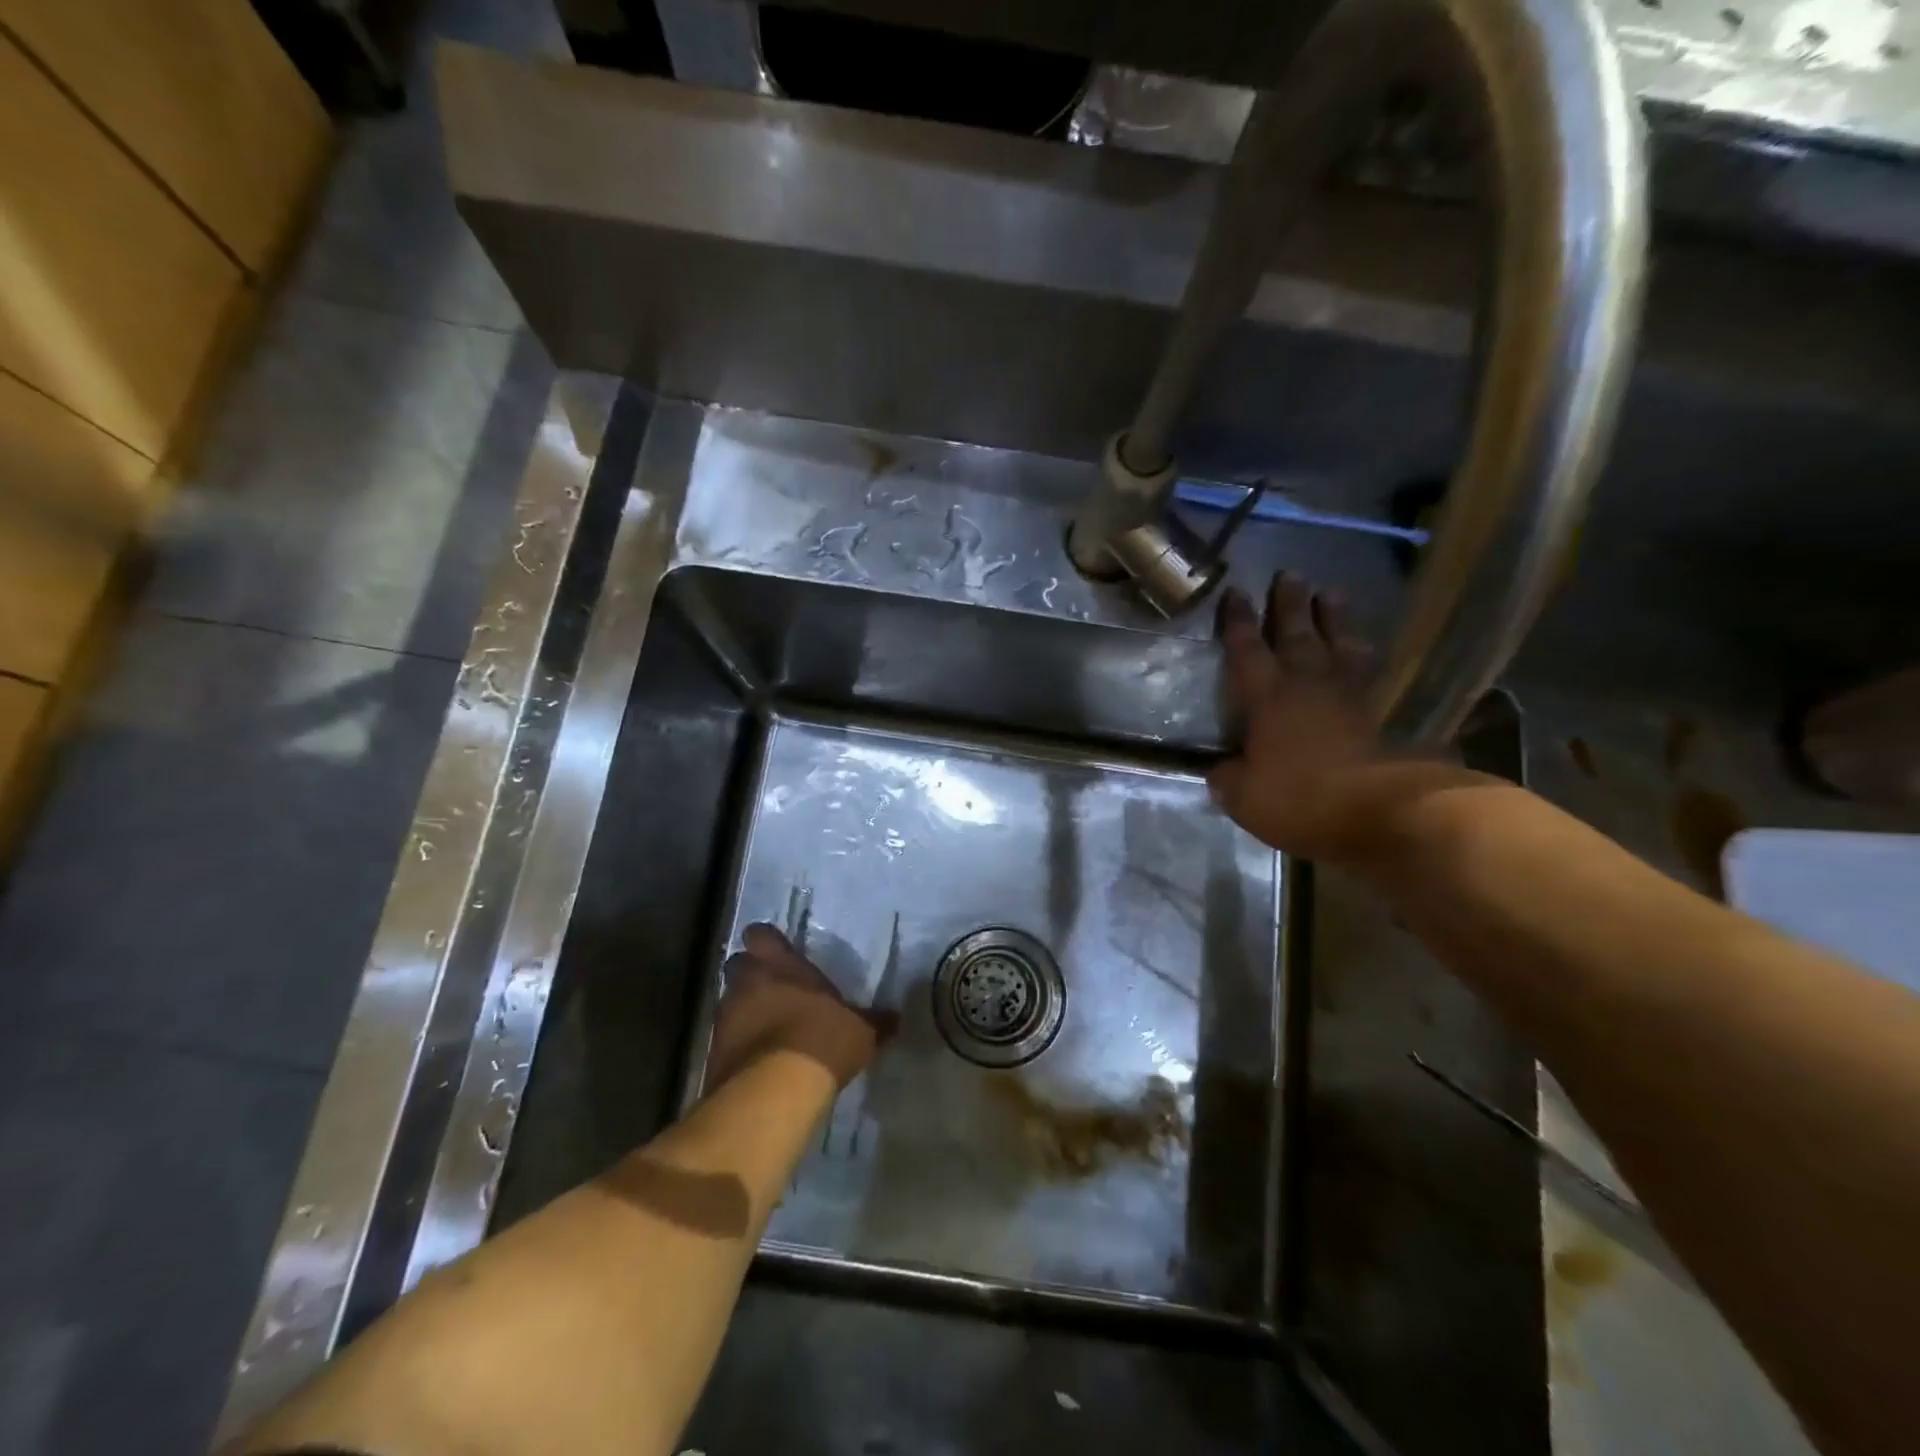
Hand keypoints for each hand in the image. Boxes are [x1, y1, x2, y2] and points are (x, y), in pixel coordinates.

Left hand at [708, 924, 895, 1091]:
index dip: (767, 942)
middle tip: (774, 989)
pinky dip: (739, 1045)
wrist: (774, 1092)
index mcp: (779, 964)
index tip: (779, 952)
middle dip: (751, 974)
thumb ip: (874, 1020)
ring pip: (729, 1002)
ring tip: (768, 1029)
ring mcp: (724, 1016)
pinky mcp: (712, 1052)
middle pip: (737, 964)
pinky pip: (725, 1039)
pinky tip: (760, 1061)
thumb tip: (895, 1017)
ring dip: (744, 1011)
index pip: (760, 934)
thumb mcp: (860, 1031)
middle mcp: (746, 982)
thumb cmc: (822, 1040)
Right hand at [1208, 572, 1469, 861]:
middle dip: (1290, 605)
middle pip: (1297, 635)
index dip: (1239, 622)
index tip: (1236, 592)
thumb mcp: (1244, 797)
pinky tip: (1368, 650)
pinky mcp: (1382, 716)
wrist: (1382, 810)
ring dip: (1334, 619)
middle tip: (1290, 574)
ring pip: (1339, 645)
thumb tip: (1222, 771)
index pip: (1248, 651)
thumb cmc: (1300, 798)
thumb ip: (1229, 778)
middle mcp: (1308, 687)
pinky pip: (1371, 675)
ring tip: (1331, 593)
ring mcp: (1349, 698)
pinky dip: (1367, 658)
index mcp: (1268, 699)